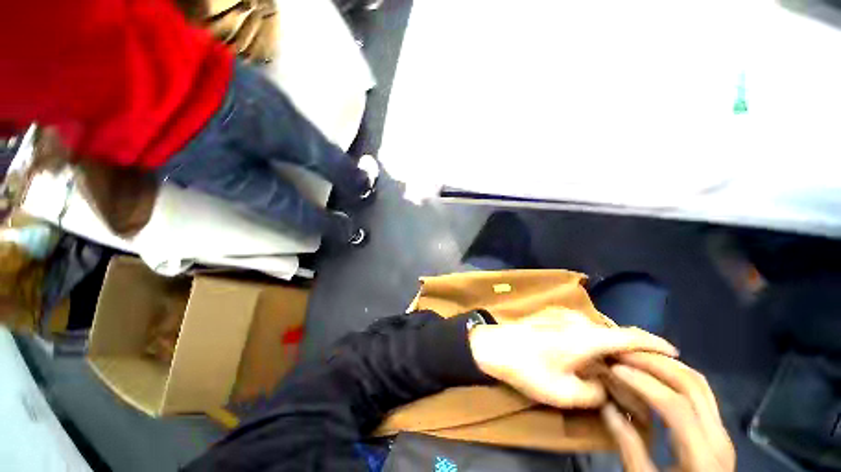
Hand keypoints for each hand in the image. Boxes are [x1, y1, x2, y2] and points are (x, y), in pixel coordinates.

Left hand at [468, 309, 677, 408]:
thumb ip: (596, 392)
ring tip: (619, 366)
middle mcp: (578, 320)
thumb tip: (607, 384)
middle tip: (644, 370)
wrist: (492, 346)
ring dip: (612, 346)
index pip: (631, 336)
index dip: (656, 344)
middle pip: (615, 333)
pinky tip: (591, 355)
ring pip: (598, 330)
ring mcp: (562, 315)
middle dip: (633, 350)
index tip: (674, 353)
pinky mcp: (551, 316)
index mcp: (587, 336)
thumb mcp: (565, 393)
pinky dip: (595, 340)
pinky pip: (583, 327)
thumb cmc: (527, 369)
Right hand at [602, 352, 735, 471]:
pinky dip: (675, 375)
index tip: (615, 369)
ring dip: (666, 365)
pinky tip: (655, 372)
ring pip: (700, 384)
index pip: (675, 406)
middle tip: (623, 354)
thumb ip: (628, 446)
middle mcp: (719, 437)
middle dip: (655, 364)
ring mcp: (722, 431)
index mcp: (702, 456)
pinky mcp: (717, 429)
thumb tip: (607, 407)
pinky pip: (700, 392)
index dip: (643, 383)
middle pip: (693, 386)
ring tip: (636, 356)